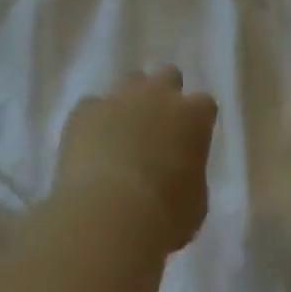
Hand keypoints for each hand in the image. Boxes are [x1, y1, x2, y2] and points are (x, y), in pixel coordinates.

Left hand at [54, 64, 217, 254]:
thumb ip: (191, 175)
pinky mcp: (85, 110)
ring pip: (130, 81)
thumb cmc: (164, 215)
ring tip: (123, 133)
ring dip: (130, 101)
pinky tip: (92, 146)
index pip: (204, 105)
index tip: (191, 142)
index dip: (197, 122)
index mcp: (193, 116)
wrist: (108, 213)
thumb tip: (180, 172)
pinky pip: (93, 106)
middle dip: (165, 95)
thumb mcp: (195, 202)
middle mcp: (159, 95)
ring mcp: (120, 97)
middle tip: (158, 127)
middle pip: (168, 75)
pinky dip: (95, 122)